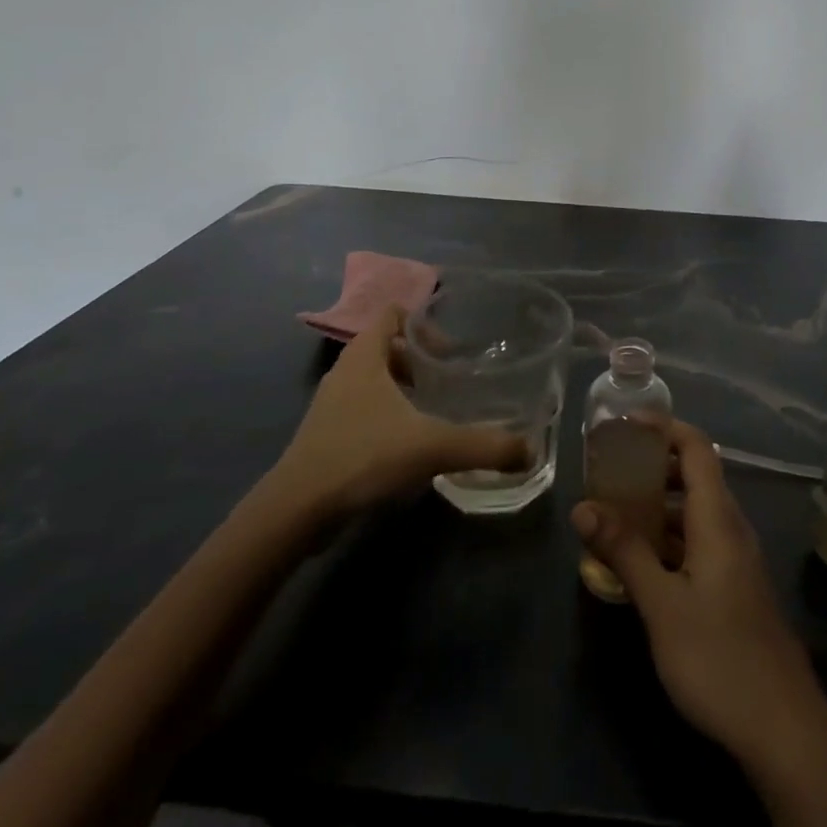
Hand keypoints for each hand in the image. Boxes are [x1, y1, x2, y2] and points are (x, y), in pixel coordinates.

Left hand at [261, 306, 528, 523]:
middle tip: (450, 379)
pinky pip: (363, 410)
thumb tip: (530, 450)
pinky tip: (410, 444)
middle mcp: (345, 373)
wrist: (296, 512)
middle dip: (419, 359)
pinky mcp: (326, 437)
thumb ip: (483, 446)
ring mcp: (331, 406)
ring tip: (436, 410)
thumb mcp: (432, 446)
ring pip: (374, 381)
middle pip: (385, 347)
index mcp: (364, 357)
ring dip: (403, 389)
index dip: (422, 322)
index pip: (392, 314)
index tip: (451, 348)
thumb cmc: (363, 457)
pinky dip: (388, 416)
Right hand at [572, 422, 824, 764]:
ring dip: (660, 502)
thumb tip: (582, 506)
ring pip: (697, 511)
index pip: (696, 447)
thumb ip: (624, 551)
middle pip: (696, 474)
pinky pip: (700, 540)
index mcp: (718, 519)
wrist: (785, 732)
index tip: (625, 423)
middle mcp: (732, 528)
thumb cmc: (719, 659)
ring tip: (617, 510)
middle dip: (654, 463)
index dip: (664, 426)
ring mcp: (738, 559)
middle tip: (611, 468)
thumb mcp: (661, 605)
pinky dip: (670, 534)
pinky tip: (642, 559)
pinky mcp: (736, 587)